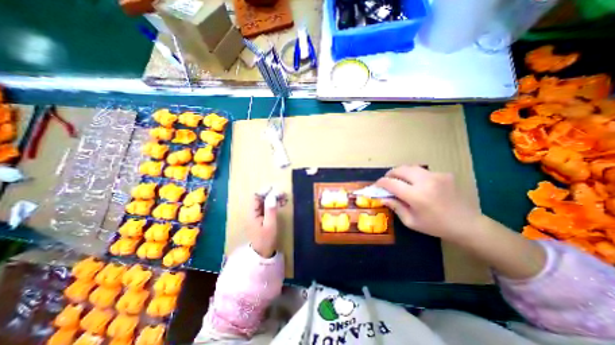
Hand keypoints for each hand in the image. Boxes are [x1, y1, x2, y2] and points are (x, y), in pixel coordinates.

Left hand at [247, 193, 286, 256]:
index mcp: (252, 213)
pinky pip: (267, 207)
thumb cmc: (266, 239)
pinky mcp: (261, 217)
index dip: (265, 191)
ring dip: (274, 199)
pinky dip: (274, 204)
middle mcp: (253, 212)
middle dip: (272, 194)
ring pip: (265, 202)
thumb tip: (272, 196)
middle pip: (261, 198)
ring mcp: (257, 214)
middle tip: (283, 194)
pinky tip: (282, 204)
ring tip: (285, 198)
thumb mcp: (270, 225)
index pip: (256, 197)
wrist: (262, 253)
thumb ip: (270, 210)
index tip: (275, 189)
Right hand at [374, 165, 479, 242]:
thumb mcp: (411, 221)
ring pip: (411, 167)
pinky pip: (423, 171)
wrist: (468, 225)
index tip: (377, 185)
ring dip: (402, 172)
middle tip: (387, 180)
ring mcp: (436, 176)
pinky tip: (418, 184)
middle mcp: (425, 181)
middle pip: (400, 169)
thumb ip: (395, 207)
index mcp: (416, 196)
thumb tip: (383, 198)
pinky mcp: (444, 174)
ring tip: (400, 180)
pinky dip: (415, 175)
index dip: (381, 182)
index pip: (391, 183)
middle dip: (390, 174)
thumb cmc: (436, 226)